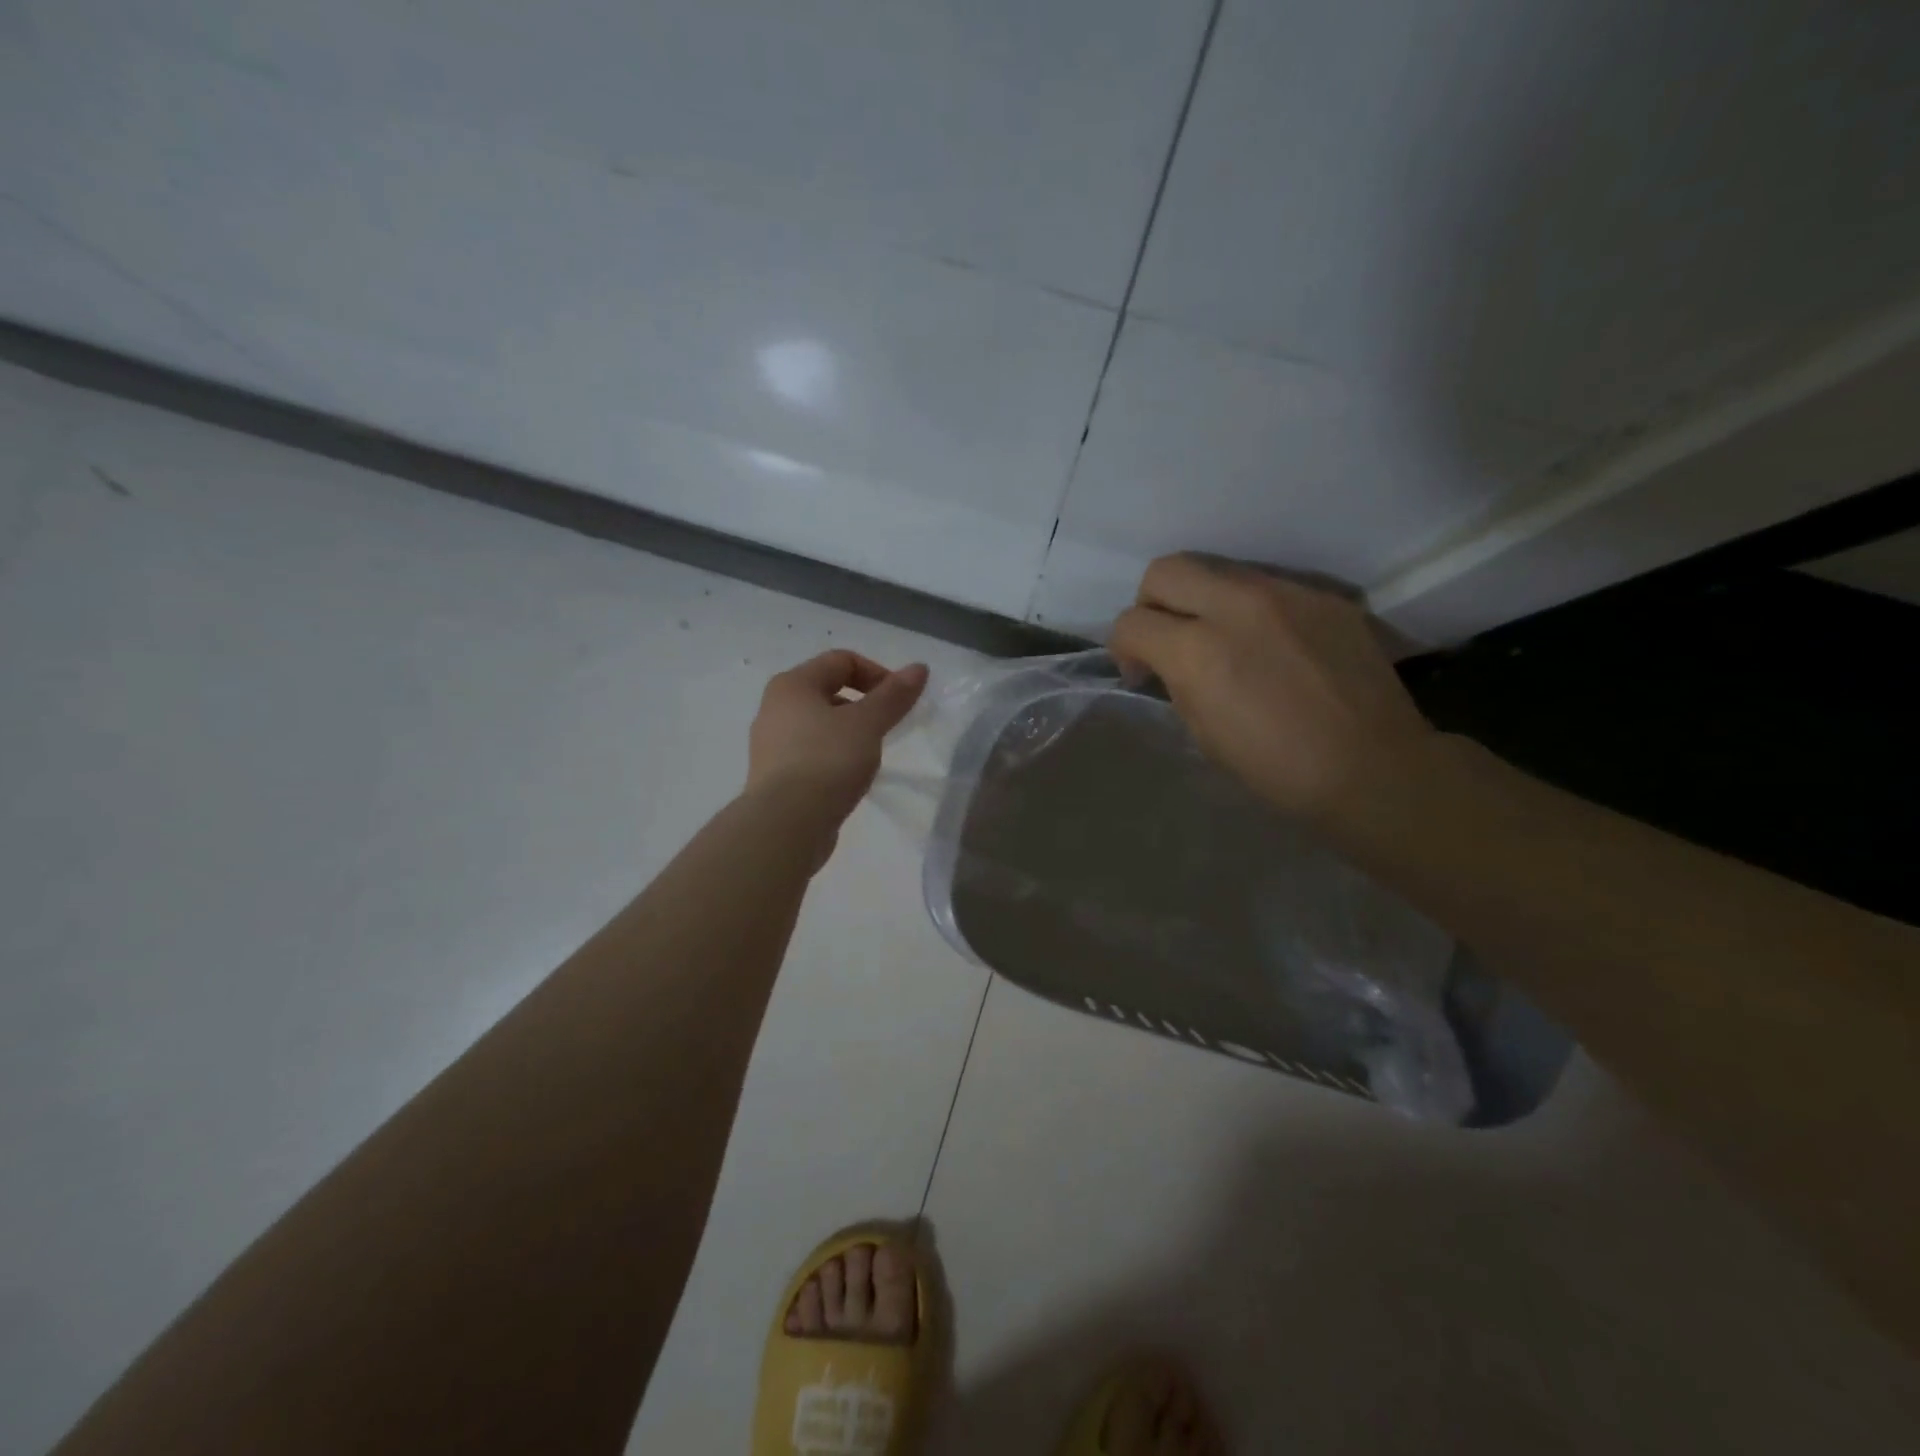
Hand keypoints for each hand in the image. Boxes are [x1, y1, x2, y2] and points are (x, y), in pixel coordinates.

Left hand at [747, 650, 928, 824]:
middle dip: (864, 705)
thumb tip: (919, 668)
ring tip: (870, 756)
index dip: (877, 673)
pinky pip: (812, 753)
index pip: (841, 660)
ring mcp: (771, 744)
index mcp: (792, 685)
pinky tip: (849, 779)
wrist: (786, 824)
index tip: (900, 702)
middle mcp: (774, 707)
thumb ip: (894, 695)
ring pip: (820, 724)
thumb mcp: (868, 724)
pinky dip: (834, 757)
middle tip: (887, 728)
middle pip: (829, 691)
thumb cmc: (827, 761)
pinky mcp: (775, 776)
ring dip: (850, 732)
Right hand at [1109, 555, 1434, 822]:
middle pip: (1165, 571)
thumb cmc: (1278, 768)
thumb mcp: (1203, 733)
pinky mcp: (1323, 596)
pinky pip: (1267, 587)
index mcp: (1198, 651)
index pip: (1131, 622)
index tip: (1142, 672)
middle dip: (1152, 603)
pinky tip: (1272, 647)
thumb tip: (1167, 662)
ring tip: (1223, 641)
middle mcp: (1236, 606)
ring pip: (1218, 570)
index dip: (1124, 648)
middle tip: (1169, 639)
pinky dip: (1252, 611)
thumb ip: (1177, 682)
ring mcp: (1286, 593)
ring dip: (1203, 602)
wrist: (1374, 768)